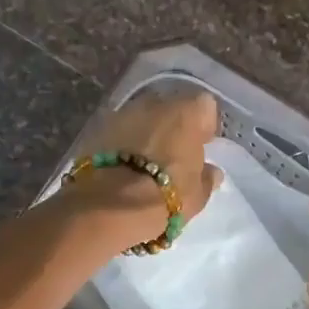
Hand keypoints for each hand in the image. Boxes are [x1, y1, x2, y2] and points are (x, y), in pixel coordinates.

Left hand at [72, 88, 223, 235]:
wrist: (110, 205)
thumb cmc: (166, 196)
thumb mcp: (198, 194)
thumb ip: (206, 177)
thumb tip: (211, 172)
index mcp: (188, 113)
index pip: (205, 107)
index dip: (204, 126)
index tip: (202, 145)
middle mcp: (157, 103)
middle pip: (171, 108)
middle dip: (173, 125)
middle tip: (173, 153)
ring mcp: (124, 112)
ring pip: (143, 117)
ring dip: (146, 132)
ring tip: (146, 160)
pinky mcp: (98, 127)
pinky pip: (120, 130)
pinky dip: (123, 142)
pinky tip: (123, 164)